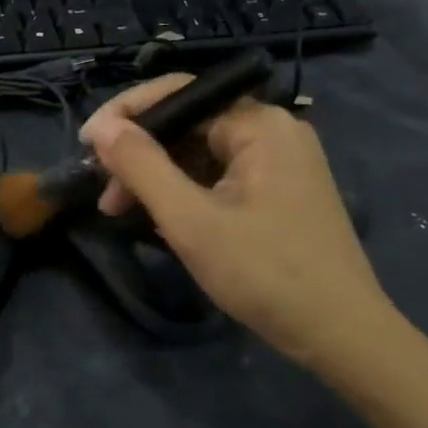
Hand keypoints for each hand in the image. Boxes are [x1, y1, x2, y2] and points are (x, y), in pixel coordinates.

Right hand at [80, 76, 393, 371]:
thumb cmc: (263, 272)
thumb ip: (141, 166)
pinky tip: (162, 219)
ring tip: (123, 212)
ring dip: (159, 177)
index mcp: (259, 123)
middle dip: (141, 155)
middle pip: (189, 124)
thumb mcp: (189, 219)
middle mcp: (274, 130)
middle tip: (105, 195)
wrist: (341, 334)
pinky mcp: (282, 191)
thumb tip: (101, 126)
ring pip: (202, 153)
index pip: (179, 93)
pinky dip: (187, 192)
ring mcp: (282, 162)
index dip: (126, 113)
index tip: (87, 146)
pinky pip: (221, 175)